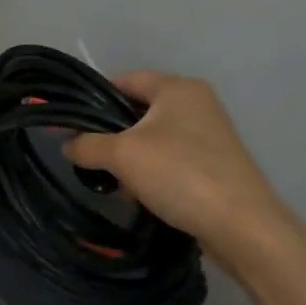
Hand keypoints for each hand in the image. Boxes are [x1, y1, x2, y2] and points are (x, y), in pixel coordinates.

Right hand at [64, 72, 289, 271]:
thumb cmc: (179, 174)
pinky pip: (170, 161)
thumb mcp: (121, 155)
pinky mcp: (213, 164)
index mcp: (178, 88)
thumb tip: (65, 145)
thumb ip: (87, 145)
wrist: (240, 225)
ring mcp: (208, 135)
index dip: (96, 99)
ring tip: (116, 185)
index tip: (74, 125)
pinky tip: (141, 198)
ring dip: (130, 161)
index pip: (126, 80)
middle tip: (91, 159)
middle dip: (111, 137)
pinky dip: (151, 175)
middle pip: (138, 112)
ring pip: (152, 140)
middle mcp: (196, 104)